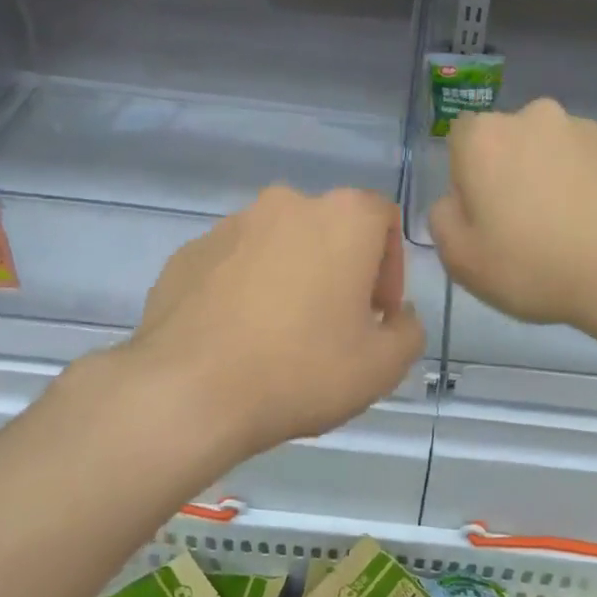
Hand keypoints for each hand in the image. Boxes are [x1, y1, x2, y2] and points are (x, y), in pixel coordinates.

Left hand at [120, 187, 424, 460]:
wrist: (189, 392)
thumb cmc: (302, 370)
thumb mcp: (383, 366)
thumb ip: (408, 332)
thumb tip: (397, 317)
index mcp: (342, 218)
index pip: (383, 219)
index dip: (391, 267)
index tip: (377, 314)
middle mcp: (287, 204)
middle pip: (330, 230)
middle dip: (341, 271)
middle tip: (335, 326)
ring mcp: (230, 225)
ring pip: (279, 245)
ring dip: (292, 277)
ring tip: (281, 335)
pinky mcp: (188, 252)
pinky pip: (234, 263)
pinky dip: (246, 288)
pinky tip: (238, 337)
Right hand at [429, 98, 596, 332]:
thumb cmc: (534, 267)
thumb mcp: (461, 260)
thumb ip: (443, 218)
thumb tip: (457, 199)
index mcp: (486, 138)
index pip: (461, 139)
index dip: (468, 176)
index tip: (484, 213)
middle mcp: (535, 117)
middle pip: (511, 139)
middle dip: (513, 170)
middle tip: (526, 222)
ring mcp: (587, 128)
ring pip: (555, 148)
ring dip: (554, 173)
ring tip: (570, 225)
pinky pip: (595, 161)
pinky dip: (593, 182)